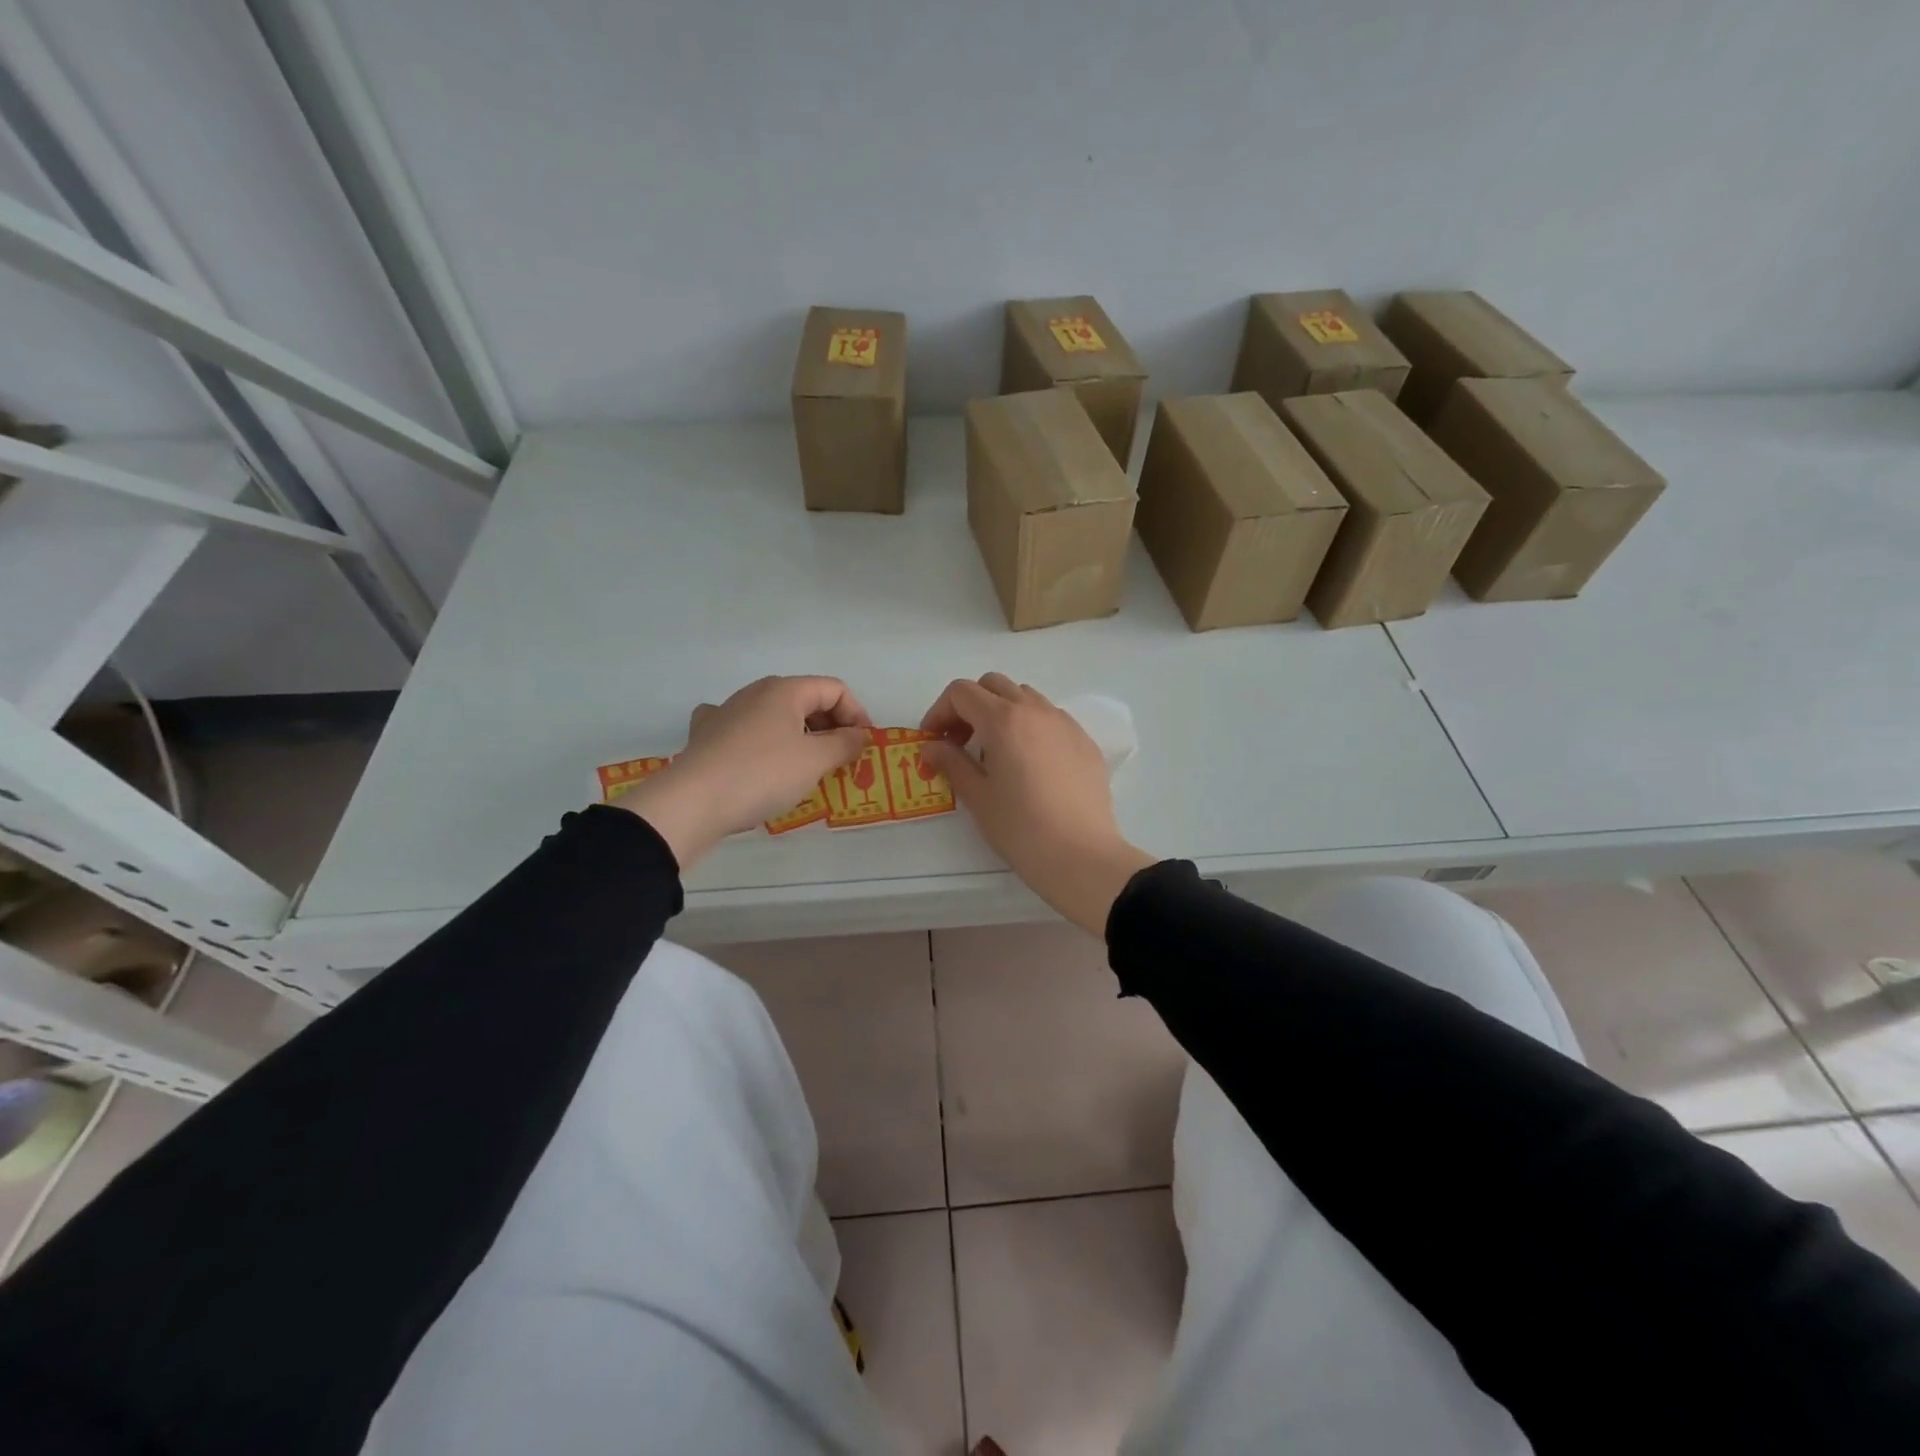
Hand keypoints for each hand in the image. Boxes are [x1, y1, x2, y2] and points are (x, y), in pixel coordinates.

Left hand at [617, 676, 870, 868]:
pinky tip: (758, 757)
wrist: (692, 802)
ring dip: (799, 736)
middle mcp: (755, 692)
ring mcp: (726, 712)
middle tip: (841, 759)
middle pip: (806, 700)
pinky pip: (745, 730)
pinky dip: (762, 741)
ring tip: (807, 767)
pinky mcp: (707, 736)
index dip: (857, 714)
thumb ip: (844, 744)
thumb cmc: (762, 774)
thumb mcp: (815, 760)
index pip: (835, 690)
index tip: (863, 746)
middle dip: (830, 727)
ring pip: (776, 716)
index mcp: (785, 690)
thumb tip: (859, 735)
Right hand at [922, 674, 1154, 935]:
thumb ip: (951, 763)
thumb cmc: (1021, 827)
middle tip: (960, 742)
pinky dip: (1030, 727)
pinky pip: (1051, 718)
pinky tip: (1029, 764)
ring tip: (996, 752)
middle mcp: (1036, 710)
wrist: (1081, 855)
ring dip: (1002, 712)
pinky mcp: (1085, 742)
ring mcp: (1065, 723)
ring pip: (1025, 697)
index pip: (962, 692)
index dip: (939, 711)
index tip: (933, 741)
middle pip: (993, 685)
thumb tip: (932, 747)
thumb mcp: (978, 796)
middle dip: (970, 706)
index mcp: (1003, 719)